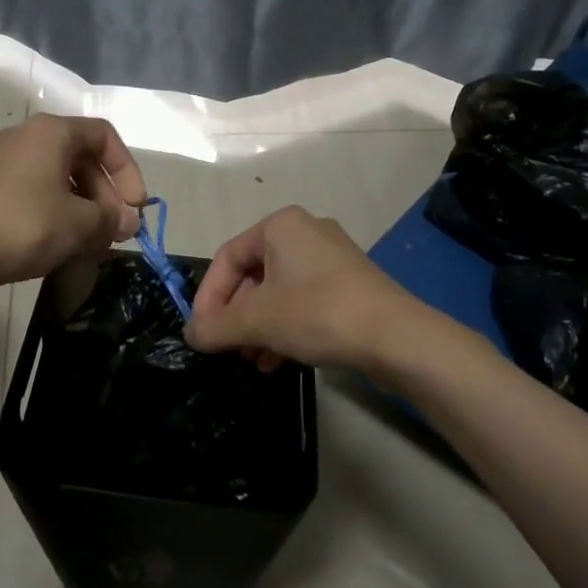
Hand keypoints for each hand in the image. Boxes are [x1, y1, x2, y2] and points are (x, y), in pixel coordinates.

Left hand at [0, 114, 148, 286]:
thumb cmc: (28, 224)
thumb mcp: (81, 223)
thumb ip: (112, 218)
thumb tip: (129, 222)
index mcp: (52, 131)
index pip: (105, 137)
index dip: (127, 171)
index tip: (135, 206)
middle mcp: (28, 136)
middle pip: (83, 158)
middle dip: (107, 196)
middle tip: (118, 230)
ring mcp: (6, 162)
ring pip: (61, 178)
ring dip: (86, 208)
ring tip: (97, 242)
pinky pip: (39, 191)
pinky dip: (61, 212)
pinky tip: (69, 243)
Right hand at [185, 207, 418, 373]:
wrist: (397, 337)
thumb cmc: (318, 313)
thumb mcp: (258, 320)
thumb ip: (216, 326)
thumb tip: (191, 335)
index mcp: (280, 225)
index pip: (226, 258)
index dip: (208, 297)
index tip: (202, 333)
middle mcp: (305, 232)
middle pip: (252, 275)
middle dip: (236, 316)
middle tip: (228, 349)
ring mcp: (331, 258)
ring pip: (278, 291)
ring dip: (258, 327)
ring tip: (253, 360)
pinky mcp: (349, 284)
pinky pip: (303, 301)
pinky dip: (285, 327)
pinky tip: (278, 361)